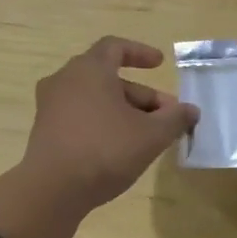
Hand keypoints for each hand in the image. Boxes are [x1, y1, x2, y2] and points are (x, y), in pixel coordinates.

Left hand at [22, 37, 198, 209]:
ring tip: (147, 136)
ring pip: (95, 100)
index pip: (115, 47)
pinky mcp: (45, 131)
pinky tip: (120, 148)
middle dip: (140, 95)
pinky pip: (80, 117)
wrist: (52, 190)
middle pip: (108, 78)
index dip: (140, 53)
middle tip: (165, 115)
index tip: (160, 64)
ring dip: (123, 111)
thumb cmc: (105, 150)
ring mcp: (51, 107)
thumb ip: (175, 119)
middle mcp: (65, 80)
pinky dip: (102, 123)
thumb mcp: (151, 135)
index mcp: (89, 70)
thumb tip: (191, 111)